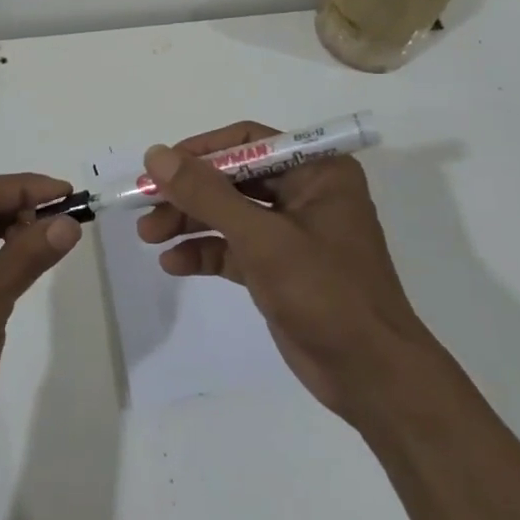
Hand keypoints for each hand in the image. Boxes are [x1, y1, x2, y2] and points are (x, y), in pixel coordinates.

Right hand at [138, 122, 427, 424]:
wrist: (373, 378)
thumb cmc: (325, 293)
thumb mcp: (261, 238)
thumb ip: (207, 195)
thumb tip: (156, 154)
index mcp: (317, 171)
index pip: (248, 141)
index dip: (201, 151)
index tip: (160, 167)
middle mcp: (305, 193)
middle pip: (233, 178)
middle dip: (189, 194)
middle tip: (146, 208)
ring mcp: (292, 232)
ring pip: (230, 214)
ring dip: (190, 222)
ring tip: (149, 236)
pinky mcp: (280, 268)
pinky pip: (235, 248)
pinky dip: (205, 252)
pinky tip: (174, 263)